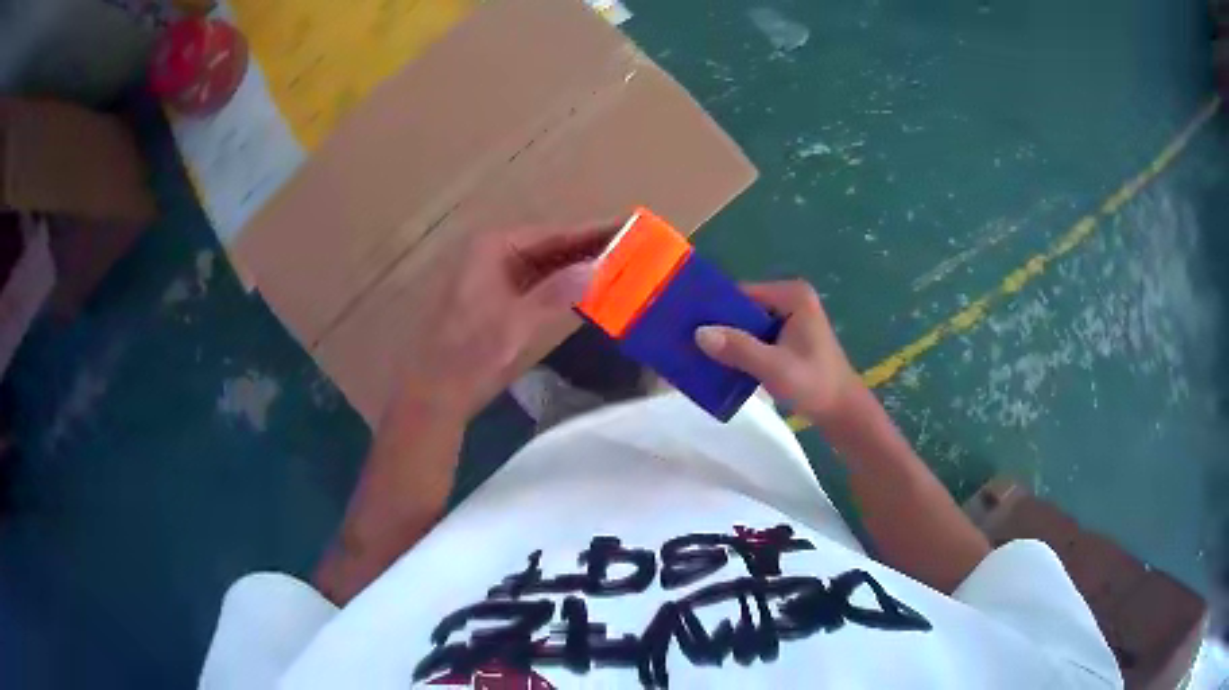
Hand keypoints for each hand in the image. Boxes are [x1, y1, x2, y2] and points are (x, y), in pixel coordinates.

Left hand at [390, 223, 614, 420]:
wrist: (436, 389)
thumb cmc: (471, 352)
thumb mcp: (518, 322)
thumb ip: (558, 292)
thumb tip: (598, 267)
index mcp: (493, 247)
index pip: (553, 233)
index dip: (592, 232)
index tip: (628, 227)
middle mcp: (491, 253)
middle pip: (549, 245)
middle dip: (587, 249)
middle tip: (631, 248)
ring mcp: (490, 275)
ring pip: (543, 264)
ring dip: (575, 267)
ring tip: (617, 266)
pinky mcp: (492, 297)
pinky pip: (534, 283)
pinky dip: (559, 286)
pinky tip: (585, 290)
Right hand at [694, 280, 862, 427]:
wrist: (842, 412)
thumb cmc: (814, 384)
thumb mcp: (774, 367)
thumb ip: (738, 348)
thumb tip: (698, 333)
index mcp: (792, 296)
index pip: (743, 293)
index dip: (716, 308)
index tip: (688, 325)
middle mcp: (791, 300)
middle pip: (744, 307)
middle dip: (721, 326)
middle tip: (689, 342)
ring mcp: (791, 318)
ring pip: (748, 324)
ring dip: (729, 340)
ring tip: (699, 354)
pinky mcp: (789, 337)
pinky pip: (756, 337)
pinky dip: (741, 349)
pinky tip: (722, 364)